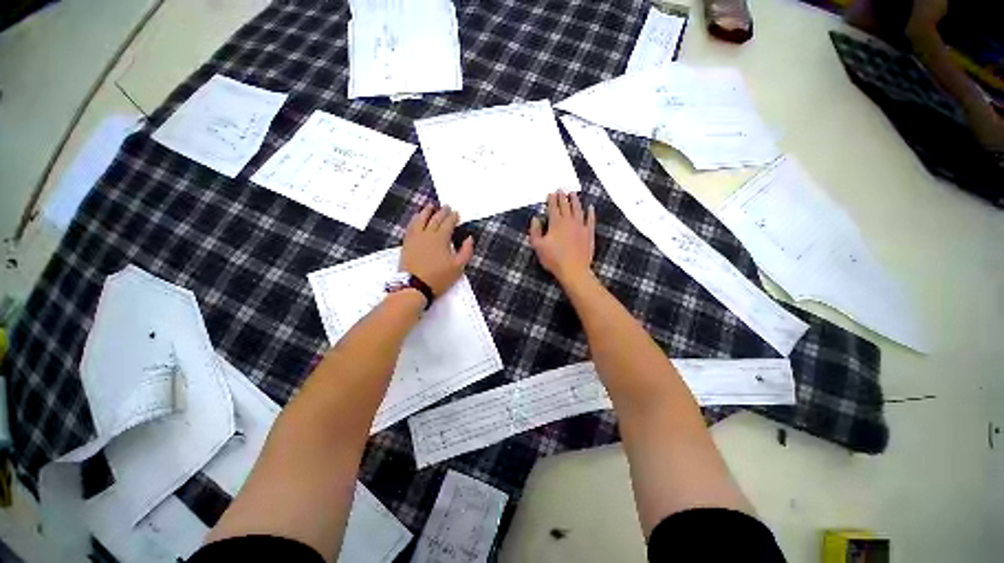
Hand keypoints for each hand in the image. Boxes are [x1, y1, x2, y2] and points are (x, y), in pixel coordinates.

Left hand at [400, 204, 473, 296]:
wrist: (414, 286)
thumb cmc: (439, 277)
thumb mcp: (458, 267)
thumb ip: (466, 251)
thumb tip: (469, 238)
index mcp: (441, 238)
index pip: (448, 223)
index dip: (453, 217)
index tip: (456, 213)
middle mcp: (427, 234)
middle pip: (435, 219)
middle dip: (442, 212)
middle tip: (446, 207)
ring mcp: (415, 238)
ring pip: (420, 220)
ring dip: (426, 212)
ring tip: (430, 206)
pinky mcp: (406, 243)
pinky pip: (410, 227)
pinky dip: (414, 220)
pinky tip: (416, 219)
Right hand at [529, 191, 595, 282]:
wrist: (573, 270)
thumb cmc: (553, 259)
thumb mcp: (538, 246)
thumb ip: (535, 231)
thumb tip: (535, 218)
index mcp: (556, 223)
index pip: (553, 207)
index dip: (551, 199)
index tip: (550, 193)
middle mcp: (569, 221)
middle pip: (565, 205)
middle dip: (562, 197)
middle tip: (561, 189)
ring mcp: (581, 226)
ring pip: (578, 209)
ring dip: (575, 200)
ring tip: (573, 193)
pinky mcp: (589, 233)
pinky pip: (590, 219)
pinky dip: (590, 213)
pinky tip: (590, 207)